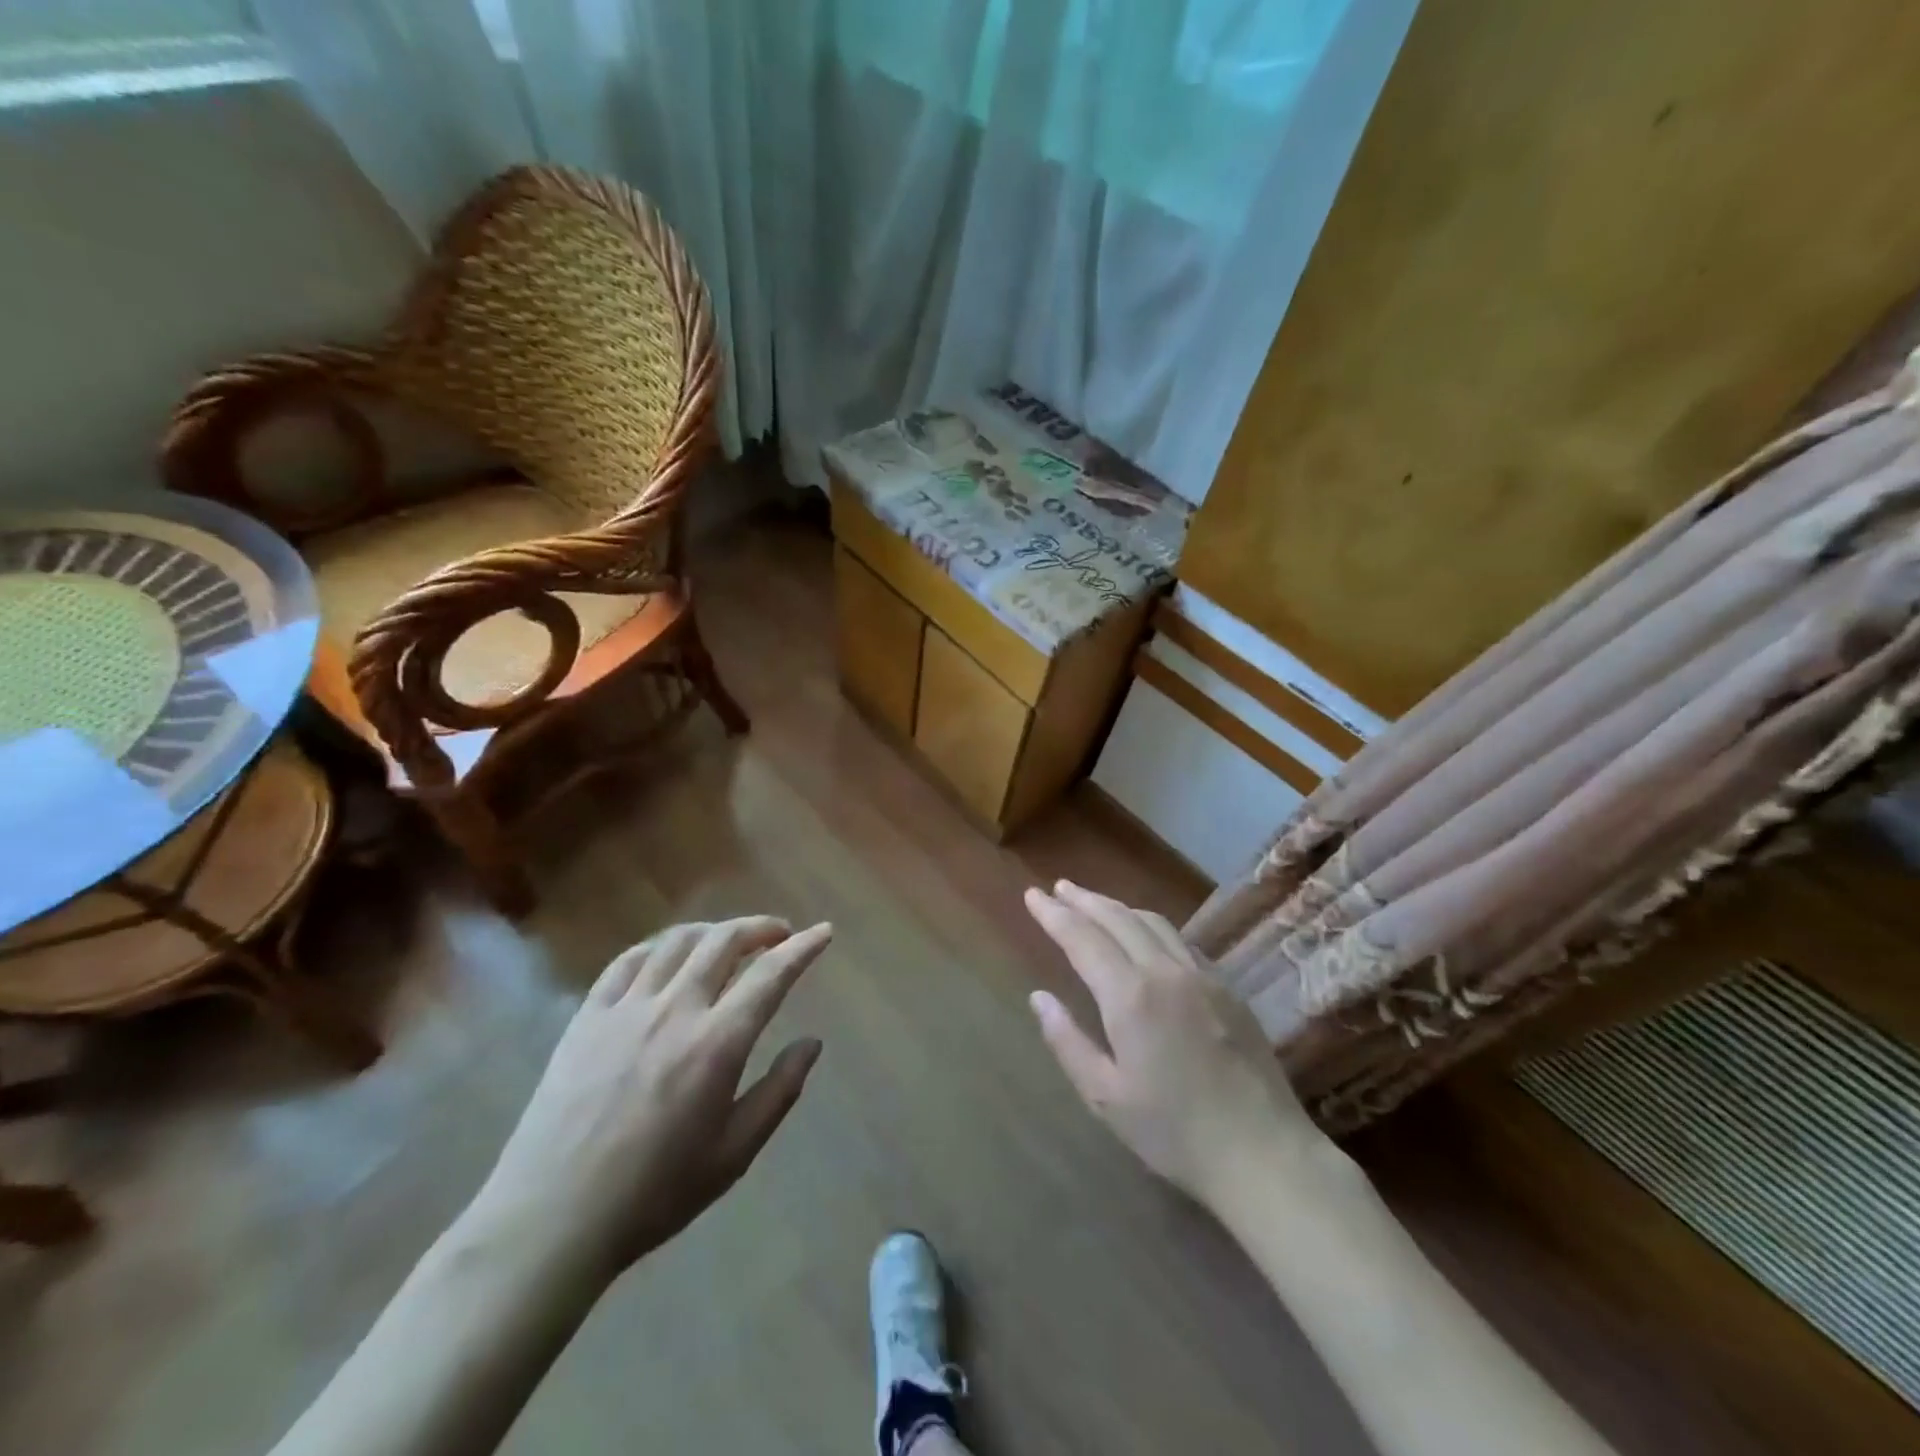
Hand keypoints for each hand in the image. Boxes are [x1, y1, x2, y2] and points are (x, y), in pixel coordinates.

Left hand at [471, 917, 832, 1278]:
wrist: (551, 1219)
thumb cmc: (654, 1193)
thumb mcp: (734, 1154)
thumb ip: (779, 1091)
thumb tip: (812, 1043)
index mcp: (717, 1043)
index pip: (771, 975)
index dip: (803, 947)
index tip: (824, 932)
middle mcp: (675, 1009)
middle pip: (724, 940)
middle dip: (760, 928)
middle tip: (778, 935)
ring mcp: (626, 1008)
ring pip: (677, 941)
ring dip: (713, 930)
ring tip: (728, 941)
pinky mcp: (587, 1016)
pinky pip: (627, 960)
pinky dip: (658, 946)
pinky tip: (668, 956)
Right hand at [1024, 881, 1325, 1205]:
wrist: (1264, 1153)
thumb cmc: (1174, 1132)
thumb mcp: (1105, 1098)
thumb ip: (1067, 1041)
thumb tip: (1038, 997)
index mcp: (1130, 996)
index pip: (1082, 938)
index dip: (1054, 914)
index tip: (1032, 895)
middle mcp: (1165, 971)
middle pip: (1118, 918)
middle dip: (1083, 900)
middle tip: (1058, 887)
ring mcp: (1202, 975)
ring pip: (1152, 922)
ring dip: (1118, 907)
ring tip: (1094, 902)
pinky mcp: (1227, 987)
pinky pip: (1181, 940)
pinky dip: (1151, 926)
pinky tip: (1145, 934)